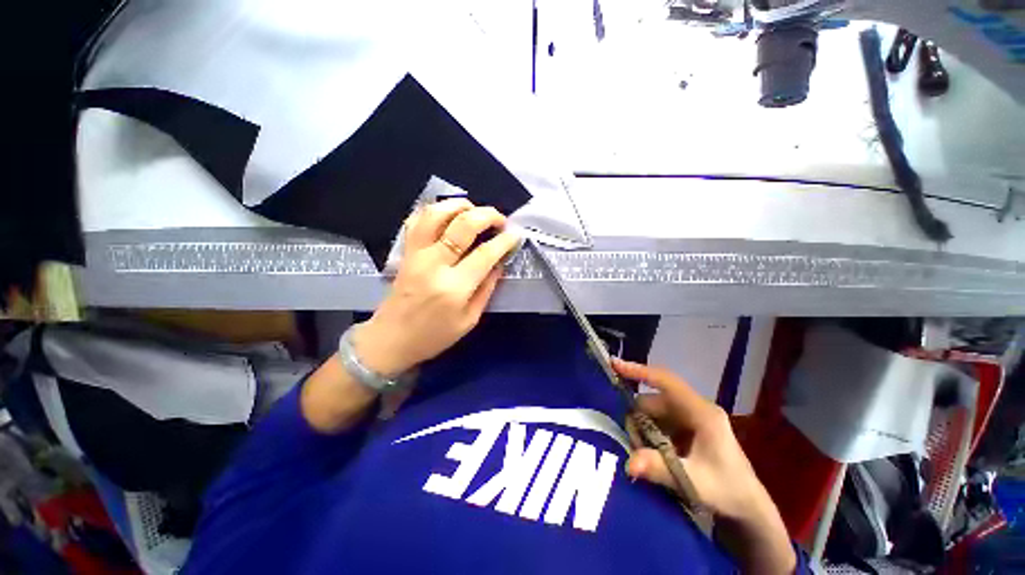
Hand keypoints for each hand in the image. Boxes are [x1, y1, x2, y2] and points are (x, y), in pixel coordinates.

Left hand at [355, 199, 520, 376]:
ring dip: (460, 205)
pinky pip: (417, 220)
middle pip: (462, 225)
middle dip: (487, 215)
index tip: (515, 235)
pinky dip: (435, 210)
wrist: (390, 339)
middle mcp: (434, 264)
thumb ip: (486, 289)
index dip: (504, 241)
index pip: (485, 253)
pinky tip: (448, 215)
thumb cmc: (434, 336)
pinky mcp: (405, 251)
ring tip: (475, 211)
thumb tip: (499, 263)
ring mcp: (416, 253)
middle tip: (500, 220)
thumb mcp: (469, 320)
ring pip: (436, 213)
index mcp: (454, 287)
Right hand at [612, 359, 795, 574]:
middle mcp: (694, 409)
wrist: (748, 508)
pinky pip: (657, 423)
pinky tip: (651, 454)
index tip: (615, 364)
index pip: (666, 381)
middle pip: (653, 401)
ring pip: (652, 413)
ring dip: (642, 431)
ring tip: (644, 455)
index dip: (639, 371)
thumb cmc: (728, 491)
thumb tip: (628, 463)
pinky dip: (649, 436)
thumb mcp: (693, 481)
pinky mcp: (685, 429)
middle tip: (633, 446)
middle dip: (638, 421)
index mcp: (702, 412)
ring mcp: (689, 418)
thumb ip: (660, 469)